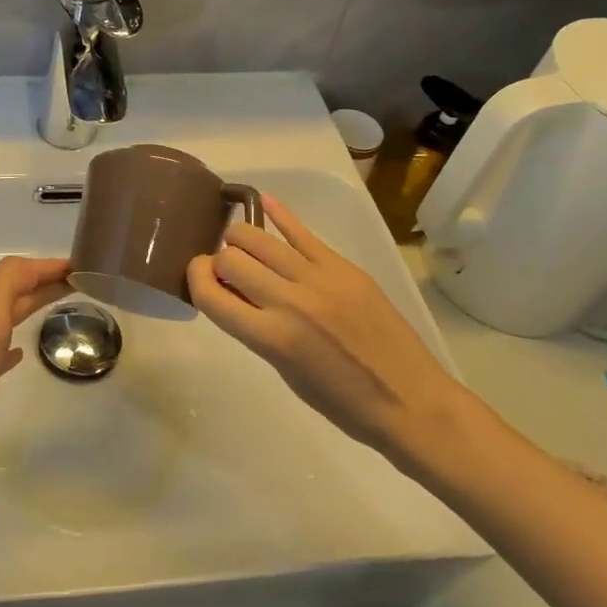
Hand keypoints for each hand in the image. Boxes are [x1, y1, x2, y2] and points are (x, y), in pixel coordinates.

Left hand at [0, 255, 71, 487]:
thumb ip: (7, 284)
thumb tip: (34, 266)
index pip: (17, 272)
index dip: (46, 266)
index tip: (80, 267)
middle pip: (15, 292)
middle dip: (45, 281)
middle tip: (81, 283)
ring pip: (9, 317)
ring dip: (34, 304)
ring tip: (62, 305)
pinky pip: (0, 351)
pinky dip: (15, 343)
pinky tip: (22, 352)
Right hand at [186, 193, 480, 474]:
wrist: (411, 402)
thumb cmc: (342, 404)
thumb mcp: (284, 371)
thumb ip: (254, 328)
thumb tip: (231, 294)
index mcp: (270, 338)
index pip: (210, 293)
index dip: (195, 278)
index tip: (198, 277)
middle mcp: (289, 301)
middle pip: (231, 257)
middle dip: (219, 261)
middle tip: (227, 272)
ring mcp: (319, 279)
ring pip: (258, 238)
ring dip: (241, 239)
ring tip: (244, 248)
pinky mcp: (344, 267)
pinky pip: (303, 232)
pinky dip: (279, 215)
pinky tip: (264, 202)